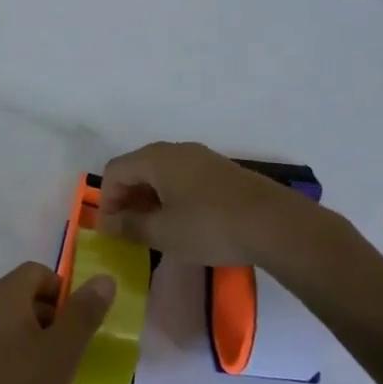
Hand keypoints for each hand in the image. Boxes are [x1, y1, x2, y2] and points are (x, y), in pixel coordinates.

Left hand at [0, 263, 116, 383]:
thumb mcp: (63, 351)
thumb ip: (84, 312)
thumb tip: (104, 279)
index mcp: (3, 294)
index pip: (37, 272)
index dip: (63, 293)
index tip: (77, 326)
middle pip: (23, 293)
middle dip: (51, 316)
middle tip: (68, 351)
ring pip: (10, 318)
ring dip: (34, 335)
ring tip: (50, 371)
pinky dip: (14, 350)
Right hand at [97, 141, 309, 265]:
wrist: (276, 224)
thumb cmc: (209, 226)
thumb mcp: (162, 232)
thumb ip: (129, 226)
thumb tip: (106, 223)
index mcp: (155, 159)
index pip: (114, 171)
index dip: (106, 199)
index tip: (112, 229)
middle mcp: (176, 150)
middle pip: (137, 169)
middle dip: (127, 199)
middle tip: (130, 231)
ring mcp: (202, 158)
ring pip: (162, 174)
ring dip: (150, 200)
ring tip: (156, 230)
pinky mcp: (222, 172)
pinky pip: (184, 179)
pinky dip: (173, 198)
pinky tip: (185, 224)